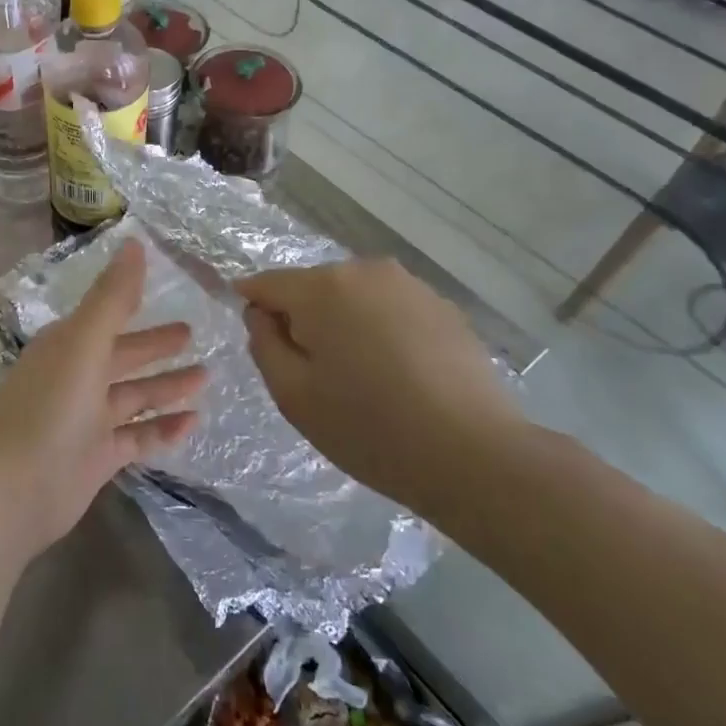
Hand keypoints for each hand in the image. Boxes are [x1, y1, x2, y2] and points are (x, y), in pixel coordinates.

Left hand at [0, 239, 205, 559]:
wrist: (14, 491)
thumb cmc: (49, 409)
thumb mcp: (84, 345)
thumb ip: (112, 297)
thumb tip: (134, 242)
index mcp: (66, 347)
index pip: (105, 317)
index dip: (132, 303)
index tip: (166, 292)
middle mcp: (75, 378)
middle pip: (122, 356)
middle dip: (155, 346)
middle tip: (194, 334)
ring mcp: (85, 420)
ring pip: (132, 396)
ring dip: (166, 386)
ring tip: (206, 377)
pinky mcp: (96, 457)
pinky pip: (137, 437)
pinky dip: (163, 428)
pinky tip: (194, 422)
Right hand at [238, 259, 523, 510]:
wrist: (472, 454)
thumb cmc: (368, 427)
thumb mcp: (292, 394)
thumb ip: (263, 344)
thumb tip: (262, 314)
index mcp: (322, 287)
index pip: (266, 283)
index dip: (252, 308)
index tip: (261, 344)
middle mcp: (365, 270)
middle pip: (312, 288)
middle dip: (303, 320)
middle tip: (315, 375)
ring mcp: (409, 285)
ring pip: (352, 297)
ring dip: (343, 324)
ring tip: (361, 377)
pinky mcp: (443, 307)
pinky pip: (389, 309)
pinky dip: (380, 331)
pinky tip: (399, 375)